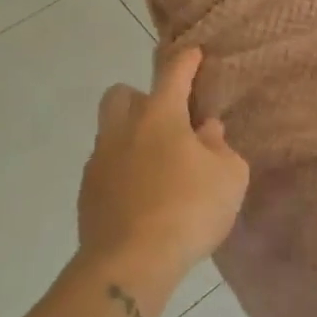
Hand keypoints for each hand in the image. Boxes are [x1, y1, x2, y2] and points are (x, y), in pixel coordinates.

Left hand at [77, 48, 248, 282]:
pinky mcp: (87, 193)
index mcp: (160, 116)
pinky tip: (144, 193)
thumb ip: (220, 146)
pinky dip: (123, 169)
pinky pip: (106, 167)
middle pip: (120, 94)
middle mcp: (123, 129)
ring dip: (131, 135)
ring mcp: (99, 161)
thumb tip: (206, 130)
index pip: (172, 73)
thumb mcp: (229, 176)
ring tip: (158, 161)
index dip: (185, 60)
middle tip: (166, 116)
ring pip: (110, 131)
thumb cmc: (190, 209)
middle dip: (141, 95)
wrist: (131, 263)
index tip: (193, 53)